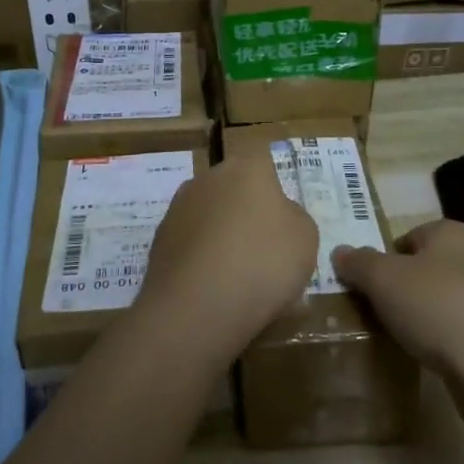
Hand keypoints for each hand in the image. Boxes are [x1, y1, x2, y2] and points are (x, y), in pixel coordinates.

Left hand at [137, 145, 318, 364]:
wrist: (197, 307)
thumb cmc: (264, 262)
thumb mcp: (305, 238)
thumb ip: (293, 217)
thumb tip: (278, 215)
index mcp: (245, 169)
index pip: (259, 156)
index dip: (271, 180)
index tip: (280, 209)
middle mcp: (206, 179)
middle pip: (231, 186)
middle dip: (244, 209)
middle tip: (263, 245)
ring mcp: (177, 210)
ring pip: (208, 215)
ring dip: (220, 234)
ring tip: (237, 274)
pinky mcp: (158, 242)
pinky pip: (190, 244)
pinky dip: (201, 259)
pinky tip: (213, 288)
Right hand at [332, 221, 463, 450]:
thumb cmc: (438, 310)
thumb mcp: (383, 280)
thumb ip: (358, 262)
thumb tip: (341, 251)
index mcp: (453, 231)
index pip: (407, 236)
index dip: (384, 260)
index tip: (368, 289)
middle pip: (429, 266)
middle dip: (405, 288)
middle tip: (382, 313)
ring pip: (449, 297)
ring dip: (429, 314)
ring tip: (407, 338)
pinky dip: (451, 337)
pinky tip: (437, 356)